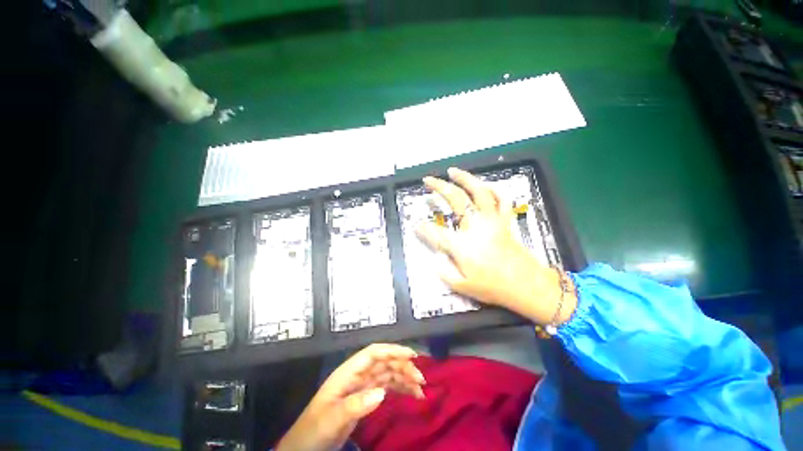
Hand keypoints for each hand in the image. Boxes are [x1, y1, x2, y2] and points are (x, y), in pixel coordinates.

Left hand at [276, 344, 424, 450]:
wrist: (304, 447)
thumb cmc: (314, 430)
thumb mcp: (331, 418)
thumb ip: (354, 404)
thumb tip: (381, 393)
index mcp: (348, 372)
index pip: (373, 353)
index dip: (392, 350)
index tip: (412, 355)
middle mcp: (357, 375)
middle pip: (384, 363)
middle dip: (402, 366)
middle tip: (420, 379)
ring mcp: (362, 386)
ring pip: (387, 374)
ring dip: (404, 377)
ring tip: (420, 388)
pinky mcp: (365, 398)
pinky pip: (386, 387)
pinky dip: (400, 388)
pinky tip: (411, 394)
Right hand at [416, 168, 575, 324]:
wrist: (526, 285)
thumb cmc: (493, 287)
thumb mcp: (462, 287)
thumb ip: (444, 272)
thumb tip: (435, 258)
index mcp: (462, 245)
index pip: (436, 232)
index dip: (423, 228)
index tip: (415, 224)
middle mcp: (475, 227)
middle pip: (455, 200)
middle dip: (439, 187)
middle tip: (428, 180)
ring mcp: (492, 220)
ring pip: (479, 191)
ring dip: (465, 178)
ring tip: (452, 171)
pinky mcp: (504, 220)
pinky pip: (501, 199)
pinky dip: (493, 189)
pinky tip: (484, 185)